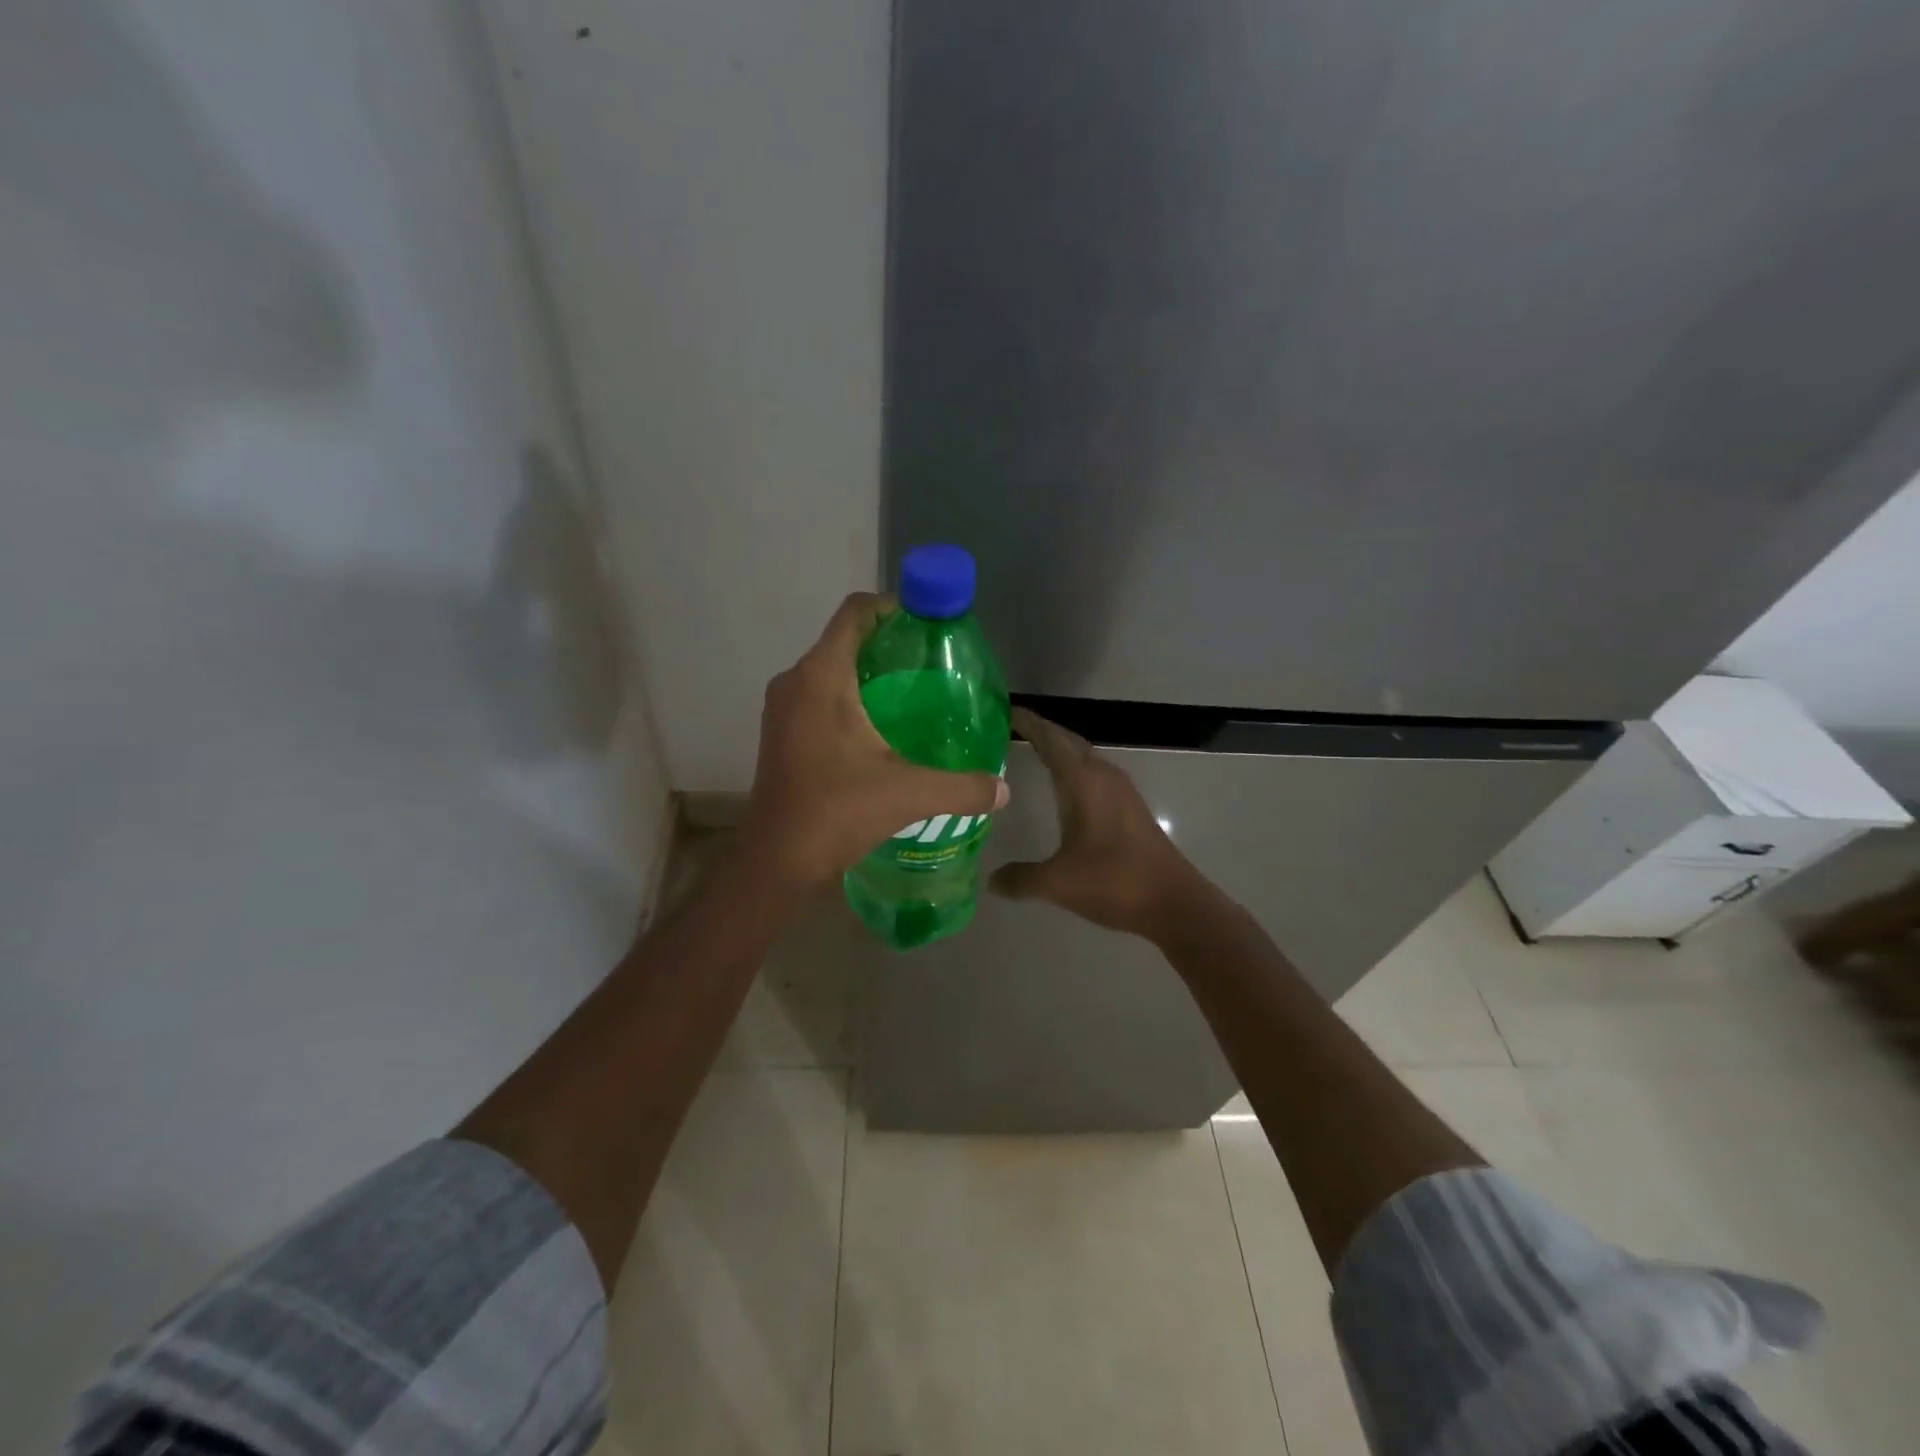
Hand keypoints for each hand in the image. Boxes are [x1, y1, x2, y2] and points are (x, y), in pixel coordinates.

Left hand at [744, 592, 1008, 889]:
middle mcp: (795, 681)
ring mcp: (782, 707)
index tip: (929, 625)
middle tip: (932, 665)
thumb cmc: (836, 812)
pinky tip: (881, 729)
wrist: (776, 861)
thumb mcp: (909, 795)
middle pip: (845, 638)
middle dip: (888, 644)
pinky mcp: (780, 732)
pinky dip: (850, 696)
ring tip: (914, 696)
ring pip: (830, 668)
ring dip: (868, 672)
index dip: (893, 607)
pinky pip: (819, 694)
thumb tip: (1004, 789)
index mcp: (822, 676)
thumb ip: (964, 787)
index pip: (856, 612)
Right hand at [990, 707, 1208, 939]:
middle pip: (1069, 742)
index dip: (1029, 724)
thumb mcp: (1057, 883)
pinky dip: (1075, 769)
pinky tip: (1065, 788)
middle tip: (1012, 728)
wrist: (1173, 902)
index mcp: (1083, 783)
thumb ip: (1020, 879)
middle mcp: (1103, 777)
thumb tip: (991, 881)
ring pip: (1085, 758)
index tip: (1006, 711)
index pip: (1051, 740)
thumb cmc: (1113, 882)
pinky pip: (1096, 774)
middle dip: (1043, 732)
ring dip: (1061, 750)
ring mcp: (1122, 792)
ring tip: (1033, 751)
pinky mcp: (1131, 809)